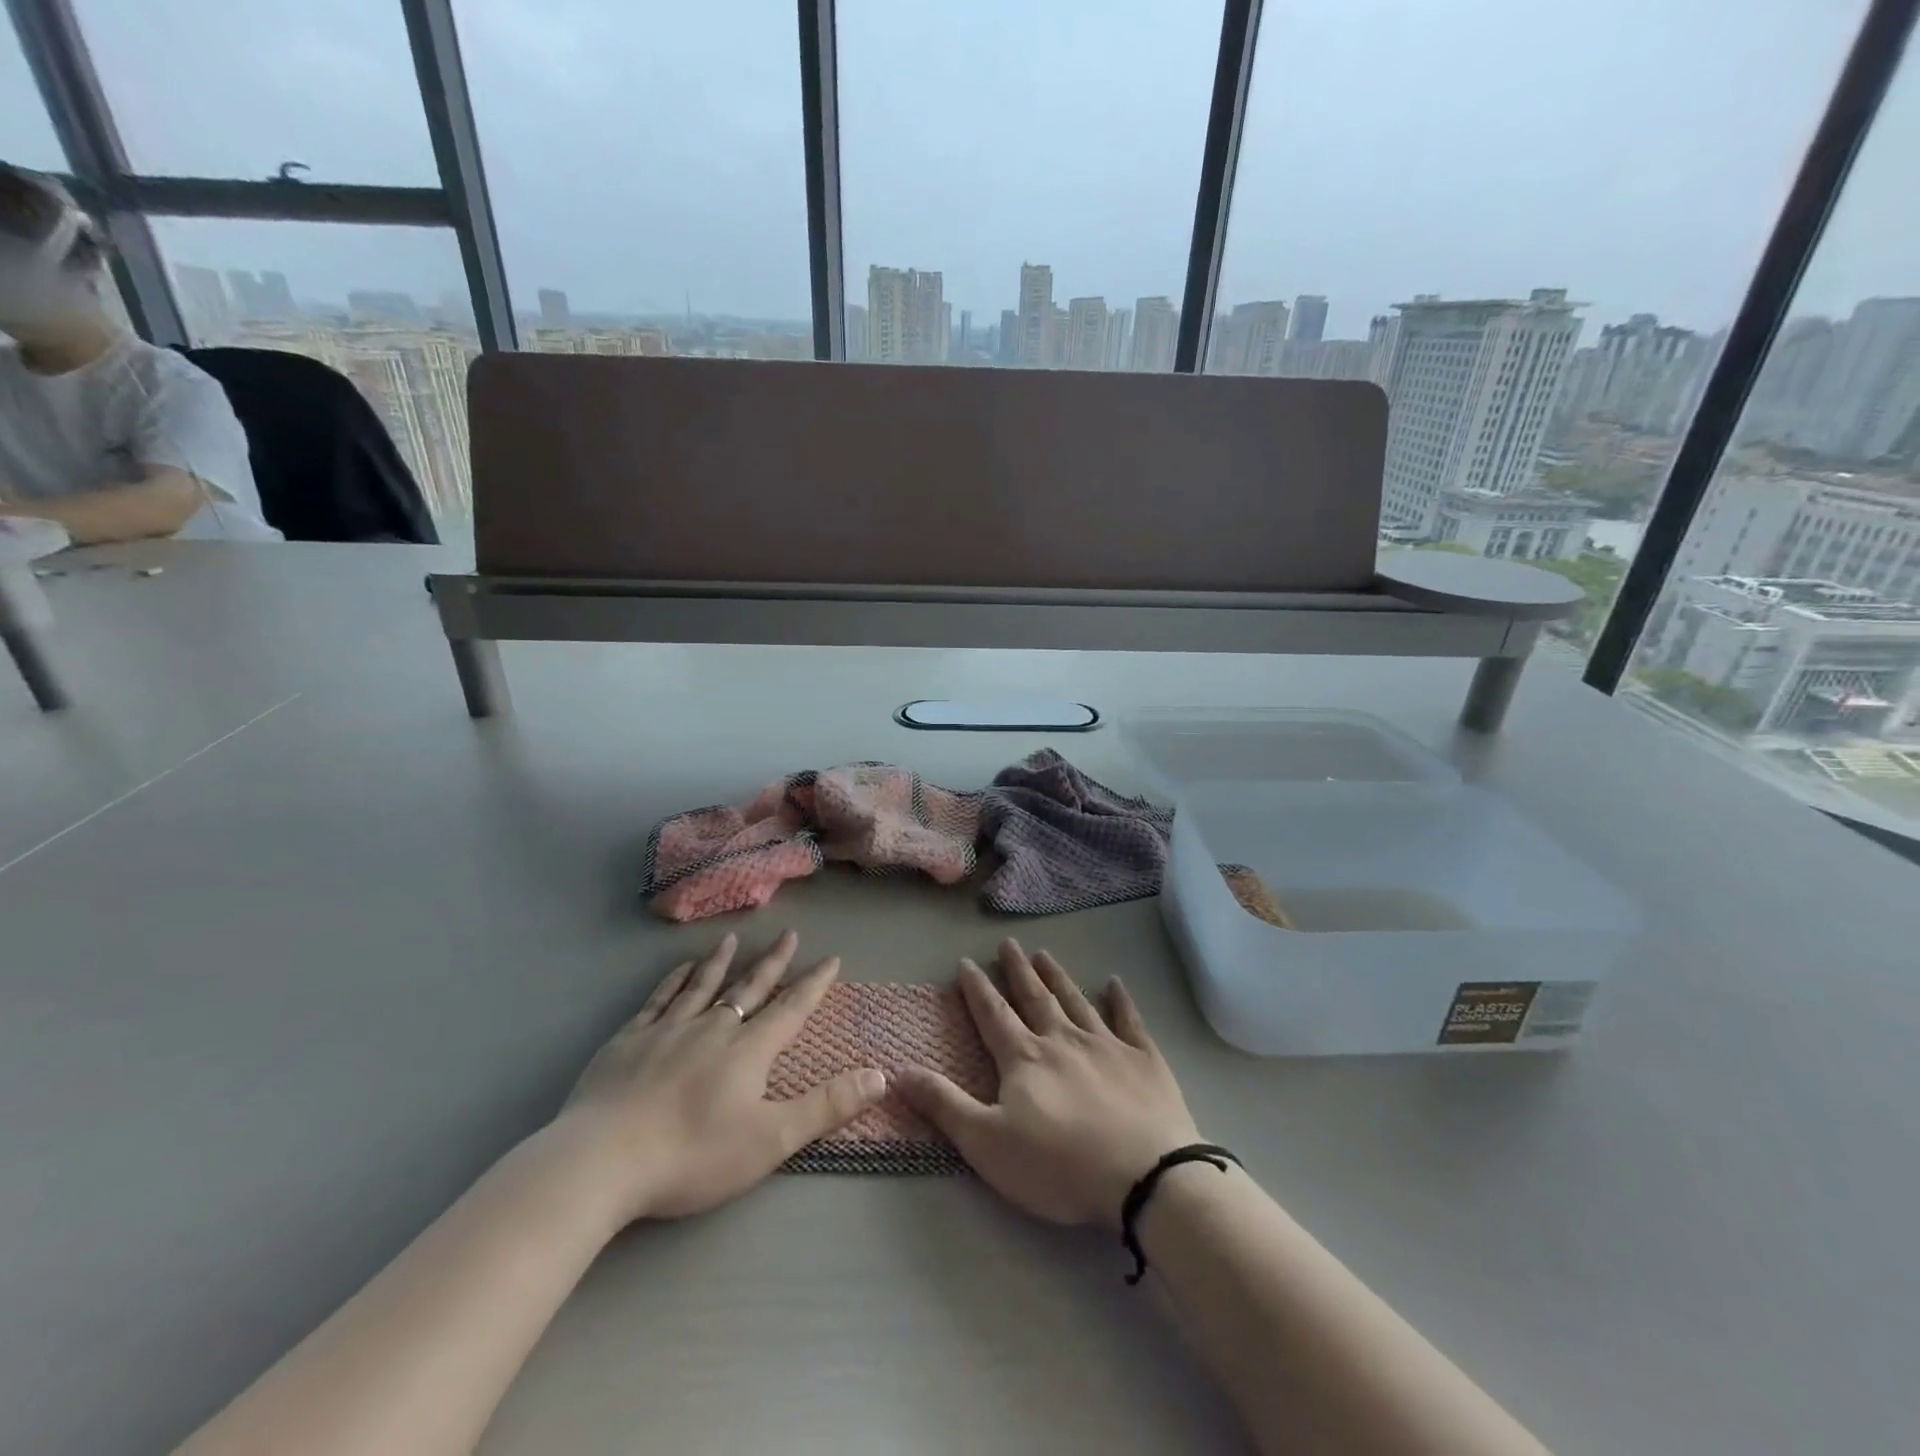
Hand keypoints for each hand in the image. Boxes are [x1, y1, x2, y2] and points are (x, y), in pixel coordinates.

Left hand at [556, 931, 885, 1223]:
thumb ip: (827, 1106)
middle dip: (773, 962)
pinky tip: (679, 969)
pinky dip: (673, 980)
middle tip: (789, 934)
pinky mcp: (629, 1040)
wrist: (602, 1161)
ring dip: (721, 961)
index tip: (831, 958)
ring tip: (733, 939)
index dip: (814, 983)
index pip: (791, 1008)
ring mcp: (668, 1030)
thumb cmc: (693, 1155)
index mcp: (748, 1050)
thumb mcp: (771, 1139)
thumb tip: (880, 1074)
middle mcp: (713, 1028)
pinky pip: (658, 999)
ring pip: (702, 985)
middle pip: (749, 988)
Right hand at [895, 940, 1199, 1227]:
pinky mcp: (1144, 1059)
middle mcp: (1062, 1039)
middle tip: (1009, 944)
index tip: (967, 962)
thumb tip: (897, 1070)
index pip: (993, 1014)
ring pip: (1076, 1001)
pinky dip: (1121, 1000)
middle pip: (1034, 997)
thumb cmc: (1059, 1165)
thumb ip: (943, 1104)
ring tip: (1045, 955)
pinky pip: (1129, 1020)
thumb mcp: (987, 1142)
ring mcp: (1106, 1045)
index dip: (978, 988)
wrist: (1144, 1176)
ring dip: (1058, 977)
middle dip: (1018, 970)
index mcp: (1024, 1058)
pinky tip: (1115, 983)